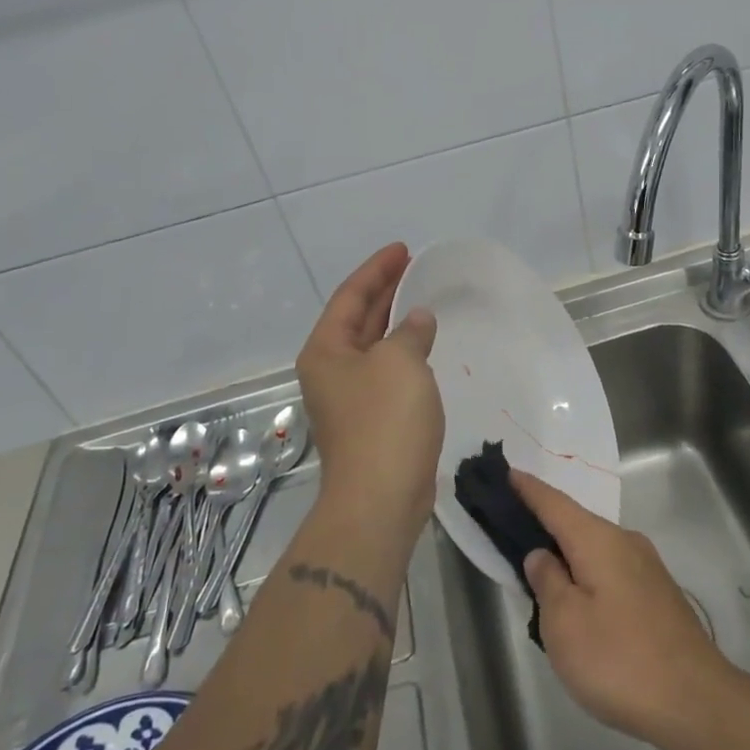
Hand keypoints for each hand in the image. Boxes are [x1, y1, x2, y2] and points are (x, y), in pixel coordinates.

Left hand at [297, 244, 443, 538]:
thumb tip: (417, 320)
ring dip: (394, 322)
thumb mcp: (401, 363)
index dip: (377, 269)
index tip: (402, 249)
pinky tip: (424, 347)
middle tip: (413, 267)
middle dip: (384, 291)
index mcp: (326, 350)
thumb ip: (410, 332)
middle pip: (357, 318)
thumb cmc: (385, 421)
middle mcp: (330, 370)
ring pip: (372, 346)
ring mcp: (349, 397)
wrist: (379, 499)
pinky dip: (403, 353)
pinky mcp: (370, 420)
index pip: (350, 296)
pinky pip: (386, 371)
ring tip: (421, 299)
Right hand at [511, 469, 736, 747]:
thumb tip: (542, 554)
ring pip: (595, 549)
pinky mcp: (659, 595)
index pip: (554, 503)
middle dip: (546, 523)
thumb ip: (547, 581)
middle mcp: (625, 542)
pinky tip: (579, 600)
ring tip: (540, 569)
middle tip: (512, 526)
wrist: (696, 702)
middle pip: (576, 523)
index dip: (528, 489)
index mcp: (598, 540)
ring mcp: (647, 568)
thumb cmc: (619, 660)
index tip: (507, 472)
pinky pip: (611, 569)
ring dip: (568, 553)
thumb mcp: (564, 624)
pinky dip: (588, 573)